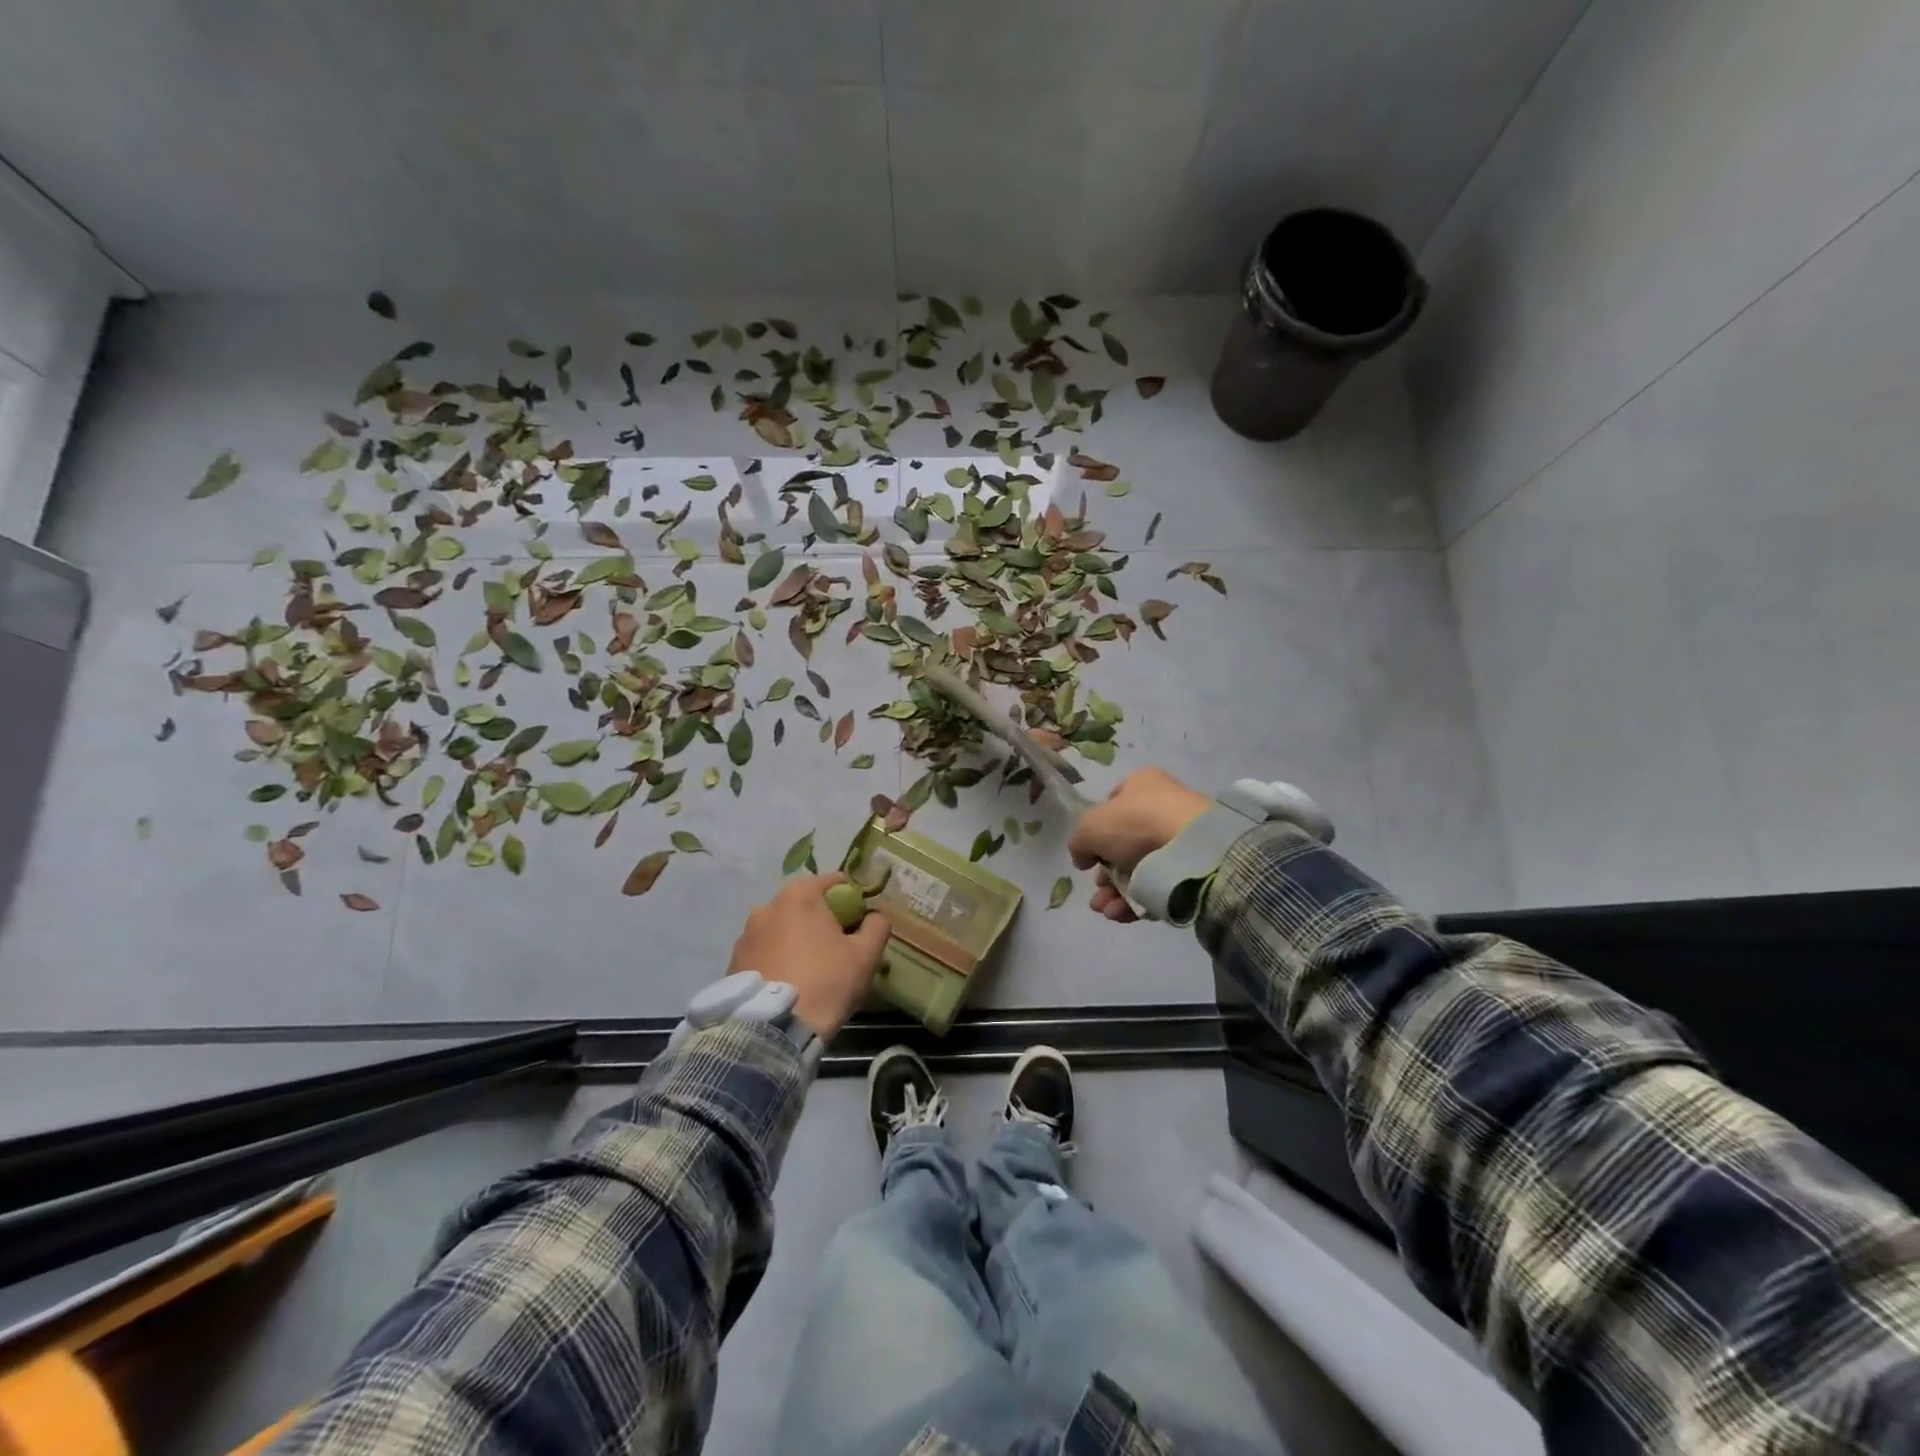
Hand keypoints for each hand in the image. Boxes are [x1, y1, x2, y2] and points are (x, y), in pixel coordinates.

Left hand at [727, 873, 891, 1038]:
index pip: (833, 883)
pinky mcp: (732, 962)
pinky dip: (776, 959)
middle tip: (837, 948)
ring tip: (809, 971)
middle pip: (804, 905)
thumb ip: (877, 926)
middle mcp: (766, 906)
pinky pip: (763, 952)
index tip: (860, 922)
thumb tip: (875, 916)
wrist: (773, 1030)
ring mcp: (745, 935)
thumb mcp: (866, 955)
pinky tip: (787, 983)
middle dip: (821, 920)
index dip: (851, 899)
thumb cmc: (826, 983)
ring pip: (781, 929)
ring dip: (795, 940)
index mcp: (799, 895)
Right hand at [1069, 768, 1209, 922]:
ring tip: (1104, 908)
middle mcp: (1162, 806)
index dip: (1095, 832)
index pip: (1111, 806)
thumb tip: (1083, 857)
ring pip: (1138, 869)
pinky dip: (1136, 901)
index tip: (1088, 856)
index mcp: (1141, 784)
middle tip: (1097, 888)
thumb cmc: (1136, 824)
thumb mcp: (1090, 827)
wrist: (1191, 849)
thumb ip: (1079, 842)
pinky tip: (1120, 913)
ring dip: (1115, 892)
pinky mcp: (1191, 868)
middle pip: (1123, 844)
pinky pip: (1157, 885)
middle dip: (1105, 873)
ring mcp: (1179, 838)